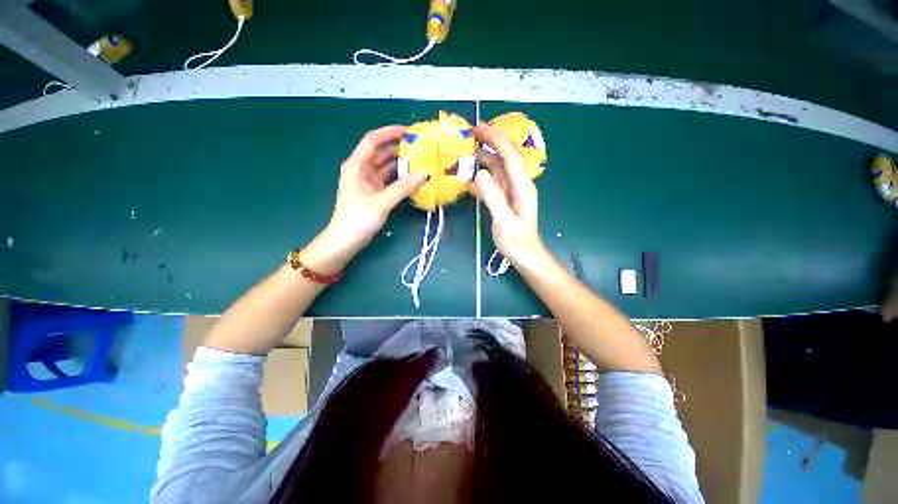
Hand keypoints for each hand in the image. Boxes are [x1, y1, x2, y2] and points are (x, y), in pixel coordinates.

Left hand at [303, 126, 425, 273]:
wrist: (345, 241)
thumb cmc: (358, 219)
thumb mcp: (382, 202)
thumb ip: (403, 187)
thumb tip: (424, 174)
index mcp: (356, 166)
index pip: (372, 141)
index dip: (389, 132)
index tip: (409, 131)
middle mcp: (360, 170)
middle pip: (380, 152)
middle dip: (398, 147)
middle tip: (419, 147)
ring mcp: (367, 182)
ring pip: (384, 166)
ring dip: (399, 163)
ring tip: (419, 160)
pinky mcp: (372, 193)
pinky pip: (387, 179)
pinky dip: (398, 177)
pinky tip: (411, 178)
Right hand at [470, 123, 546, 268]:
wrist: (525, 256)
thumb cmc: (517, 242)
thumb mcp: (504, 222)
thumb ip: (493, 197)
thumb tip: (479, 173)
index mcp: (522, 186)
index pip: (510, 155)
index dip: (495, 139)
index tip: (478, 128)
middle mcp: (518, 184)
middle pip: (505, 156)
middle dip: (490, 141)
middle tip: (469, 133)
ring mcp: (511, 191)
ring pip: (497, 167)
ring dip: (484, 156)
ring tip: (466, 149)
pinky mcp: (505, 198)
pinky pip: (493, 181)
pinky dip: (481, 175)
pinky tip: (468, 176)